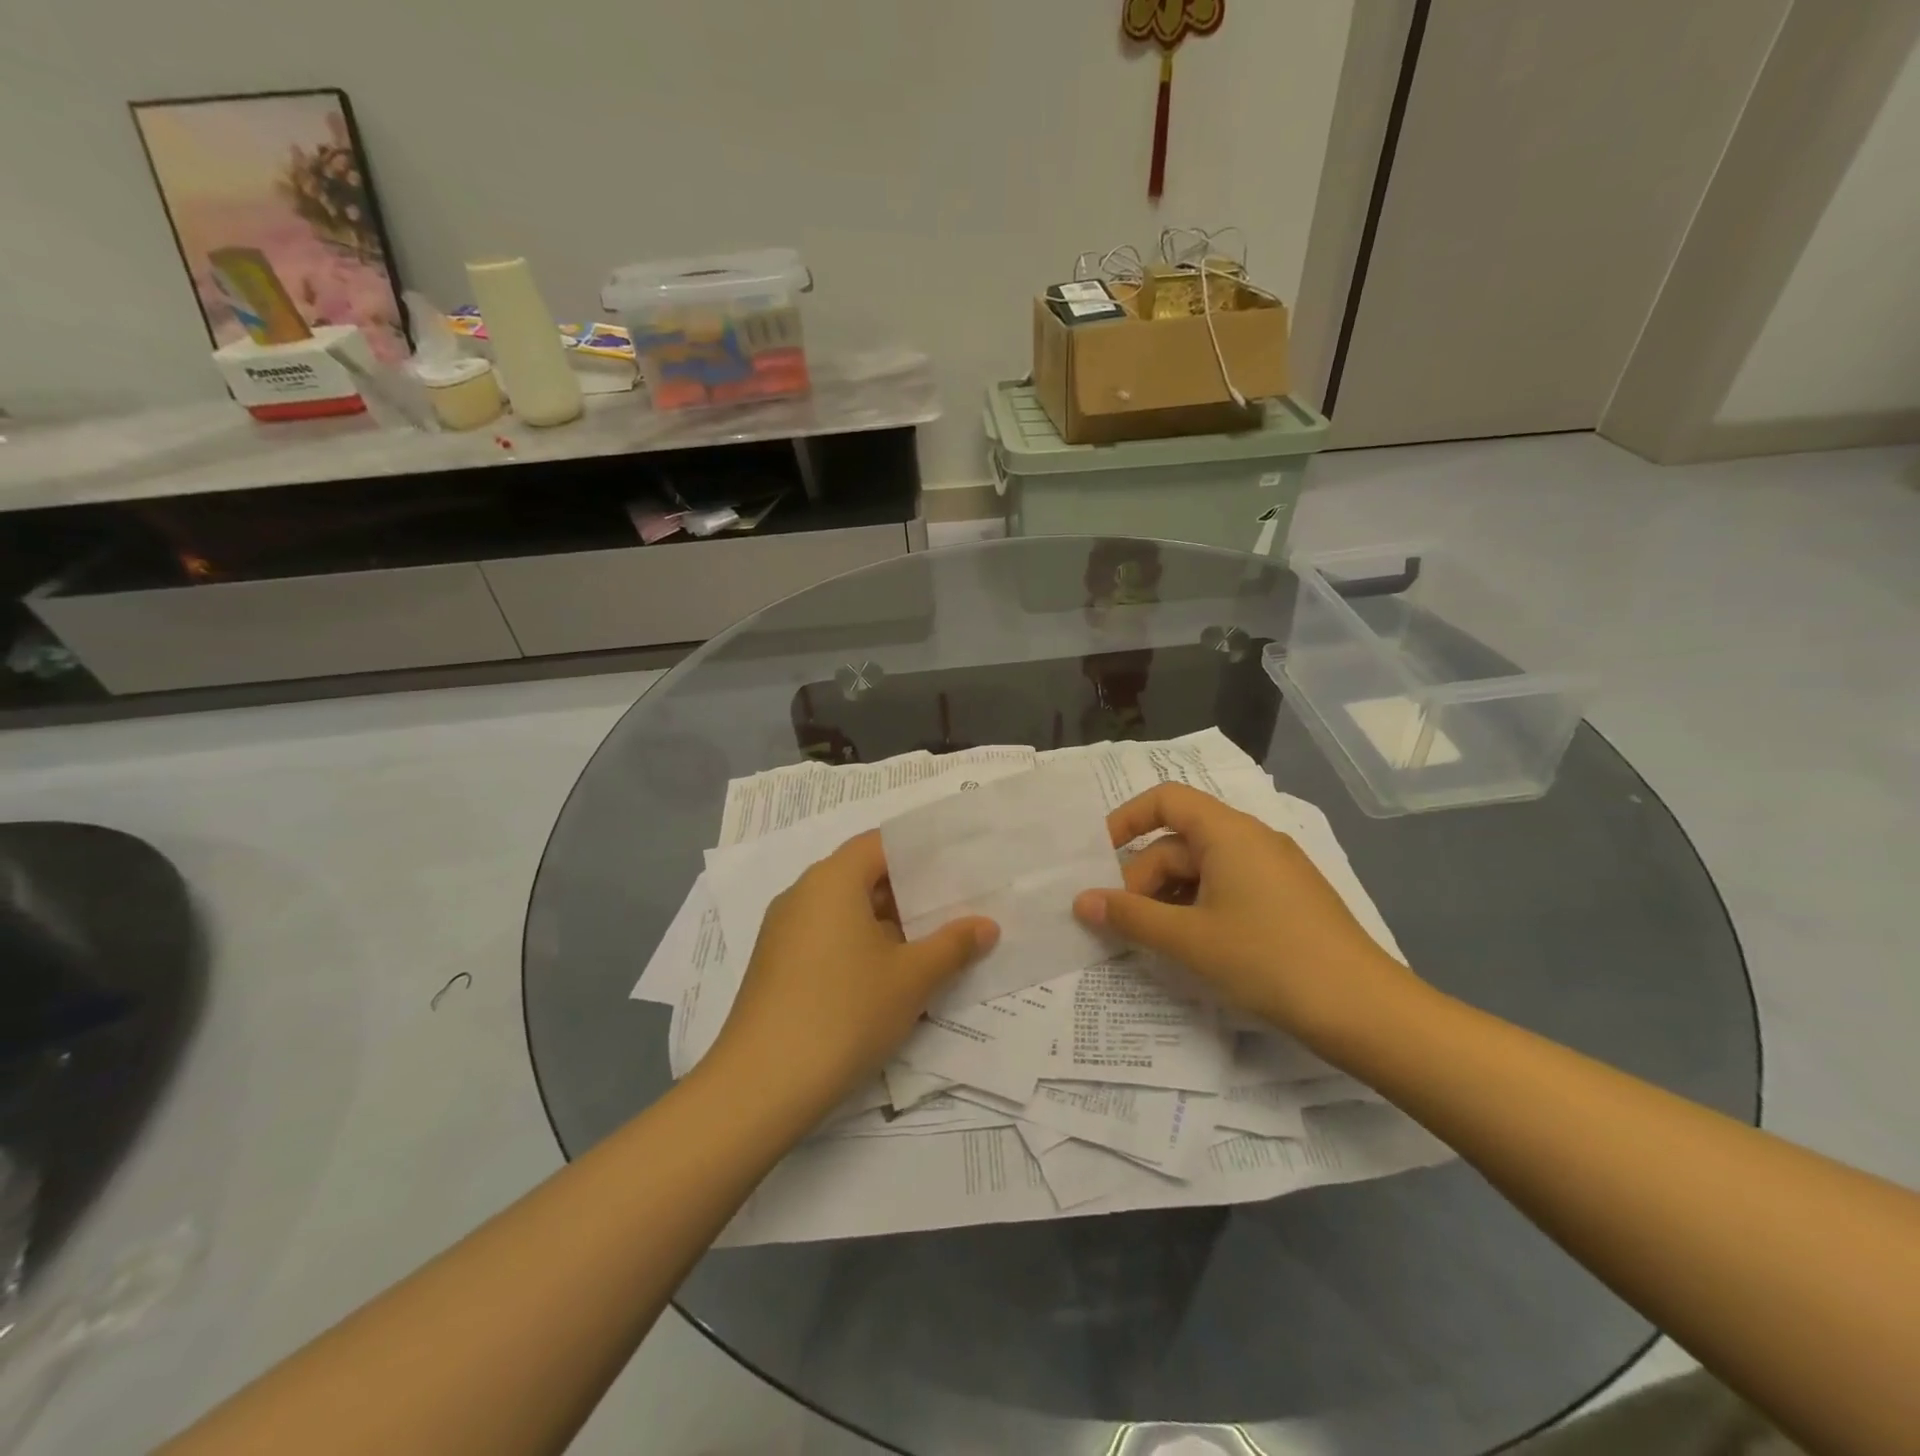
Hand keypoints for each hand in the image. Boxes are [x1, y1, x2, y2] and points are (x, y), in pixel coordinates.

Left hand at [705, 830, 997, 1124]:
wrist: (761, 1086)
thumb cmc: (844, 1013)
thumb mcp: (911, 979)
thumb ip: (953, 945)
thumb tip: (987, 926)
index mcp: (832, 880)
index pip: (880, 844)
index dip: (920, 852)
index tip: (957, 868)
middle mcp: (803, 894)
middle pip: (863, 876)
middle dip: (910, 894)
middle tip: (956, 908)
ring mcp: (784, 932)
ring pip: (846, 912)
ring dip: (888, 925)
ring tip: (932, 945)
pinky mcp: (777, 967)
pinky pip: (827, 939)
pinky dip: (860, 947)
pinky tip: (890, 978)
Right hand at [1071, 783, 1411, 1036]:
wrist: (1365, 1011)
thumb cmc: (1268, 960)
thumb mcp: (1189, 940)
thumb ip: (1130, 917)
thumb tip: (1081, 901)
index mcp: (1229, 833)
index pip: (1166, 799)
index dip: (1127, 819)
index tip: (1100, 858)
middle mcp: (1252, 840)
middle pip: (1180, 841)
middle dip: (1143, 878)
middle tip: (1123, 925)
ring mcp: (1274, 870)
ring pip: (1203, 869)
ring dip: (1169, 898)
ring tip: (1153, 942)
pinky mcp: (1288, 900)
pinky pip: (1228, 888)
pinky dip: (1199, 908)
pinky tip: (1193, 947)